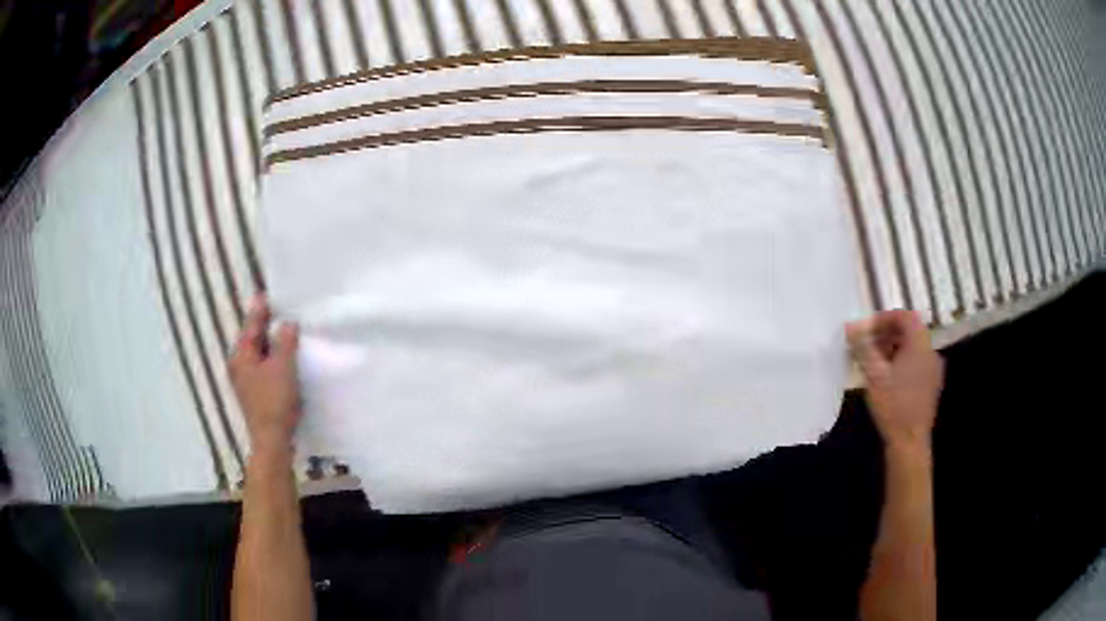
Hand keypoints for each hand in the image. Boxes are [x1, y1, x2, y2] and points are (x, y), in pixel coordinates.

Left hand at [229, 294, 302, 455]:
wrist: (272, 441)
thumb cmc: (275, 402)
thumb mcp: (283, 367)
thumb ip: (285, 341)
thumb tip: (287, 323)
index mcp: (241, 355)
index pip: (251, 325)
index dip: (260, 309)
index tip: (268, 293)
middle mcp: (238, 365)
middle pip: (252, 339)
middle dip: (265, 325)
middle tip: (281, 310)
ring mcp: (245, 381)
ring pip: (258, 354)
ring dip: (270, 343)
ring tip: (285, 331)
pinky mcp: (254, 394)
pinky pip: (262, 367)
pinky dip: (272, 359)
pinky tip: (284, 359)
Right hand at [846, 310, 943, 450]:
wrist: (909, 442)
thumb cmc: (893, 406)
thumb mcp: (874, 375)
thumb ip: (863, 347)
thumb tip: (850, 326)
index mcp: (920, 345)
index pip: (905, 316)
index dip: (885, 318)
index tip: (867, 330)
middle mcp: (930, 352)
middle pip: (910, 331)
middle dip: (887, 333)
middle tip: (867, 346)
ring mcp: (933, 369)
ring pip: (913, 348)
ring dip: (893, 348)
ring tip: (874, 362)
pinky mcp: (931, 384)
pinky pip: (916, 362)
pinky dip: (901, 361)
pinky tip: (887, 378)